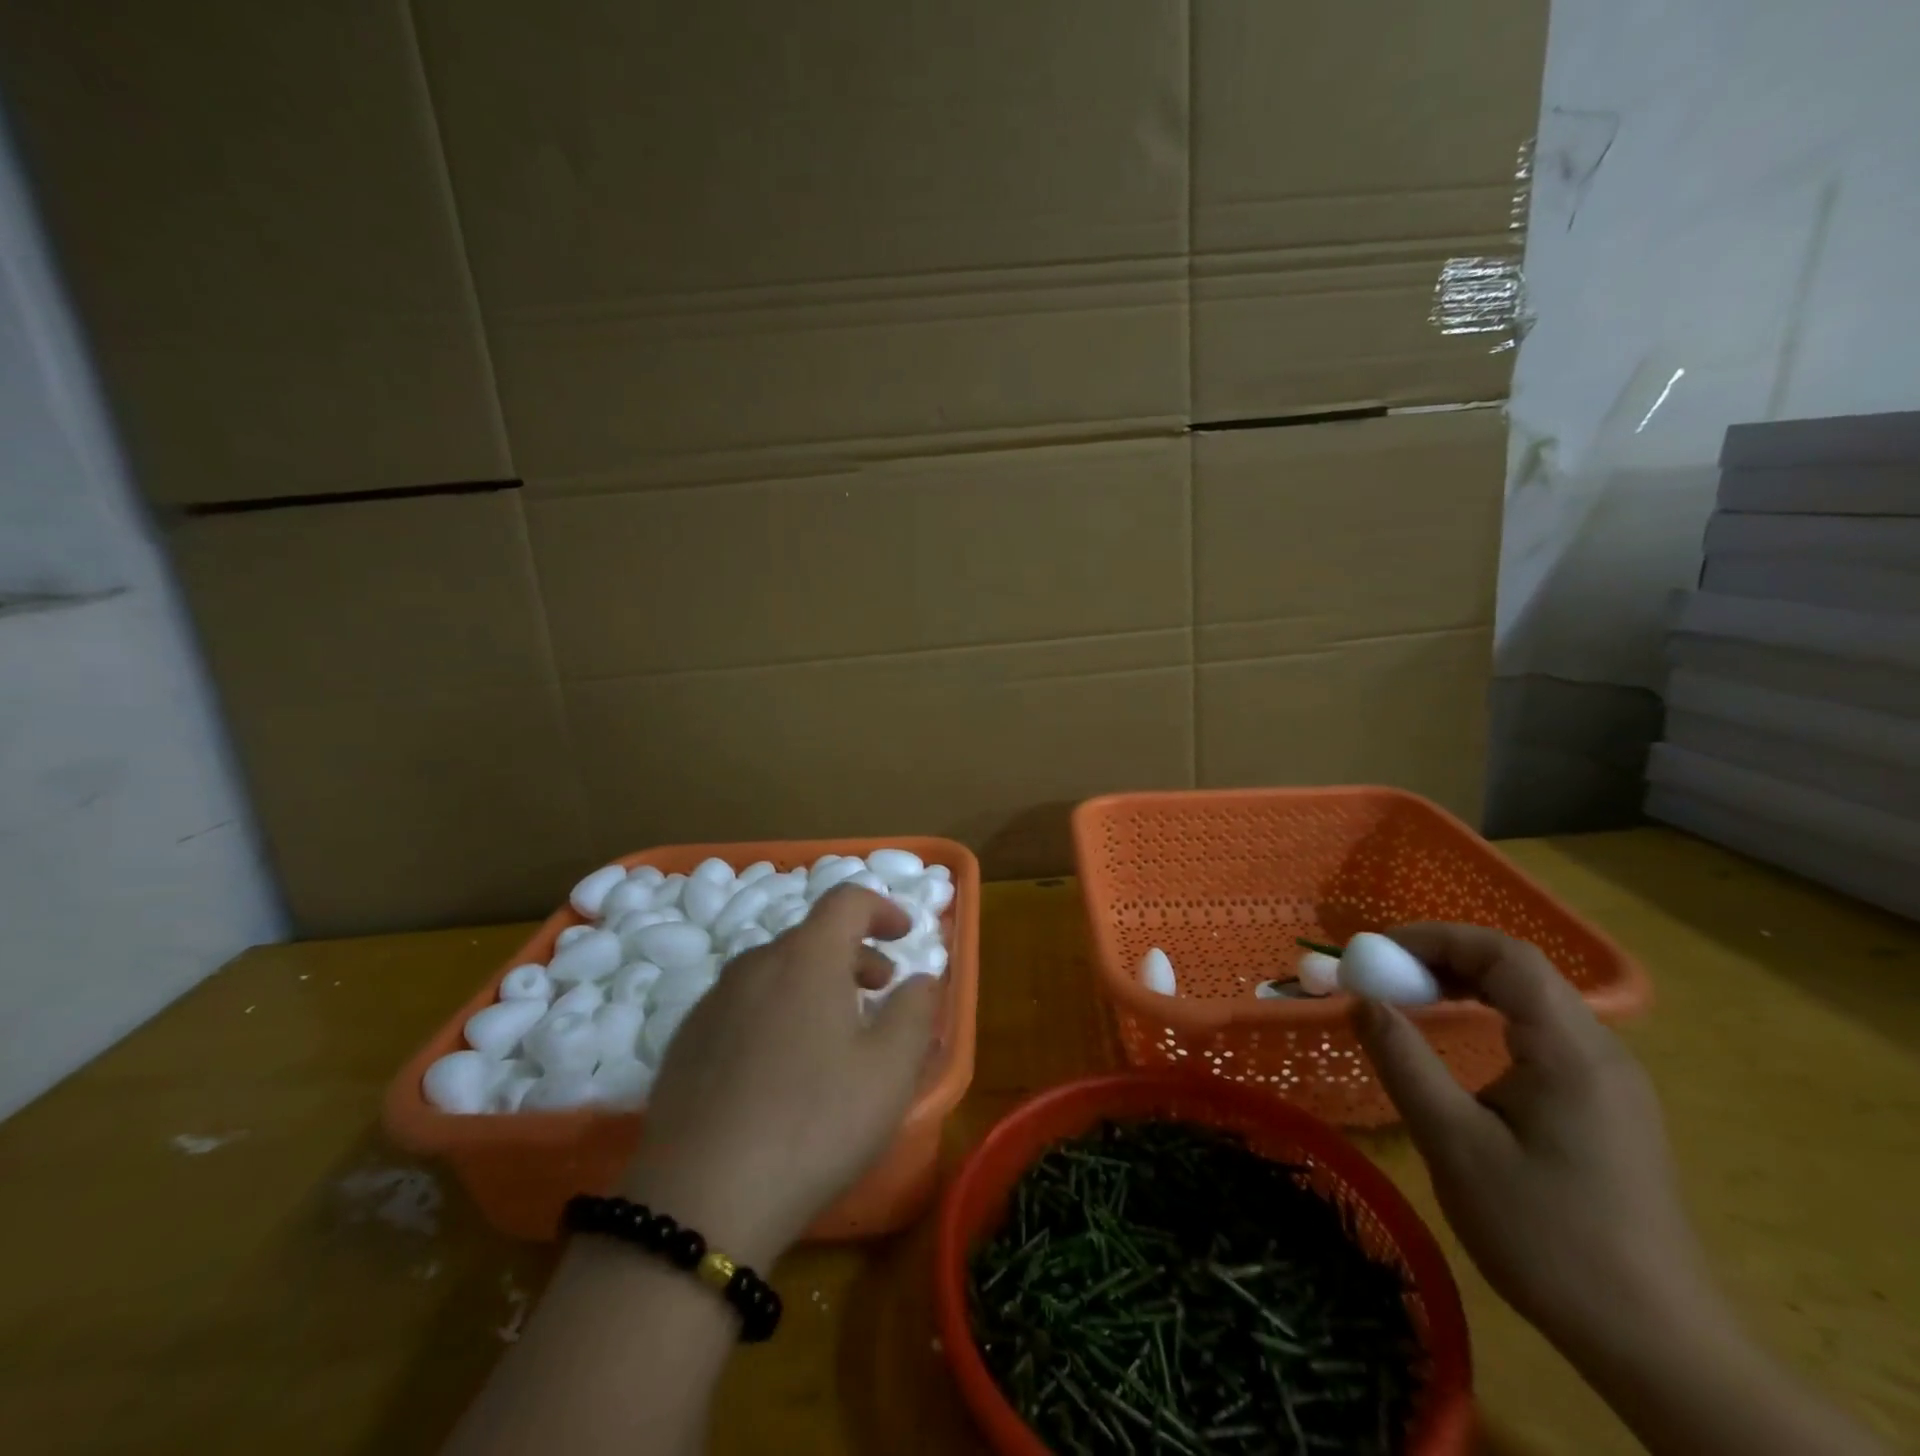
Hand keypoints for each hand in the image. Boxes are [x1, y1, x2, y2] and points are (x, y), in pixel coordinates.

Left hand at [620, 886, 939, 1267]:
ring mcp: (713, 1001)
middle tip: (879, 990)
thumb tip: (921, 978)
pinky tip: (780, 1068)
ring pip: (776, 971)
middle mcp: (755, 964)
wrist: (700, 1201)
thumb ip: (914, 1011)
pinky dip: (776, 1012)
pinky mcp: (685, 1041)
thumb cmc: (814, 1124)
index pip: (847, 899)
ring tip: (834, 1033)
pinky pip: (743, 1005)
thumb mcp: (889, 1071)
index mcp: (807, 957)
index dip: (882, 907)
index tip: (904, 934)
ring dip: (814, 983)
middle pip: (812, 936)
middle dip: (853, 953)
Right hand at [1352, 924, 1711, 1350]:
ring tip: (1411, 1001)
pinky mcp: (1610, 1108)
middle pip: (1520, 970)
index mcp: (1570, 1050)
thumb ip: (1404, 1060)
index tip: (1377, 953)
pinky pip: (1544, 1034)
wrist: (1654, 1343)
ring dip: (1467, 985)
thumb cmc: (1546, 1234)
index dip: (1435, 937)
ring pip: (1533, 1000)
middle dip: (1445, 958)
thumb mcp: (1454, 1143)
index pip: (1505, 955)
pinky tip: (1461, 1043)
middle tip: (1385, 976)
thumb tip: (1363, 1001)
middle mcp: (1601, 1051)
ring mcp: (1612, 1081)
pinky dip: (1491, 1016)